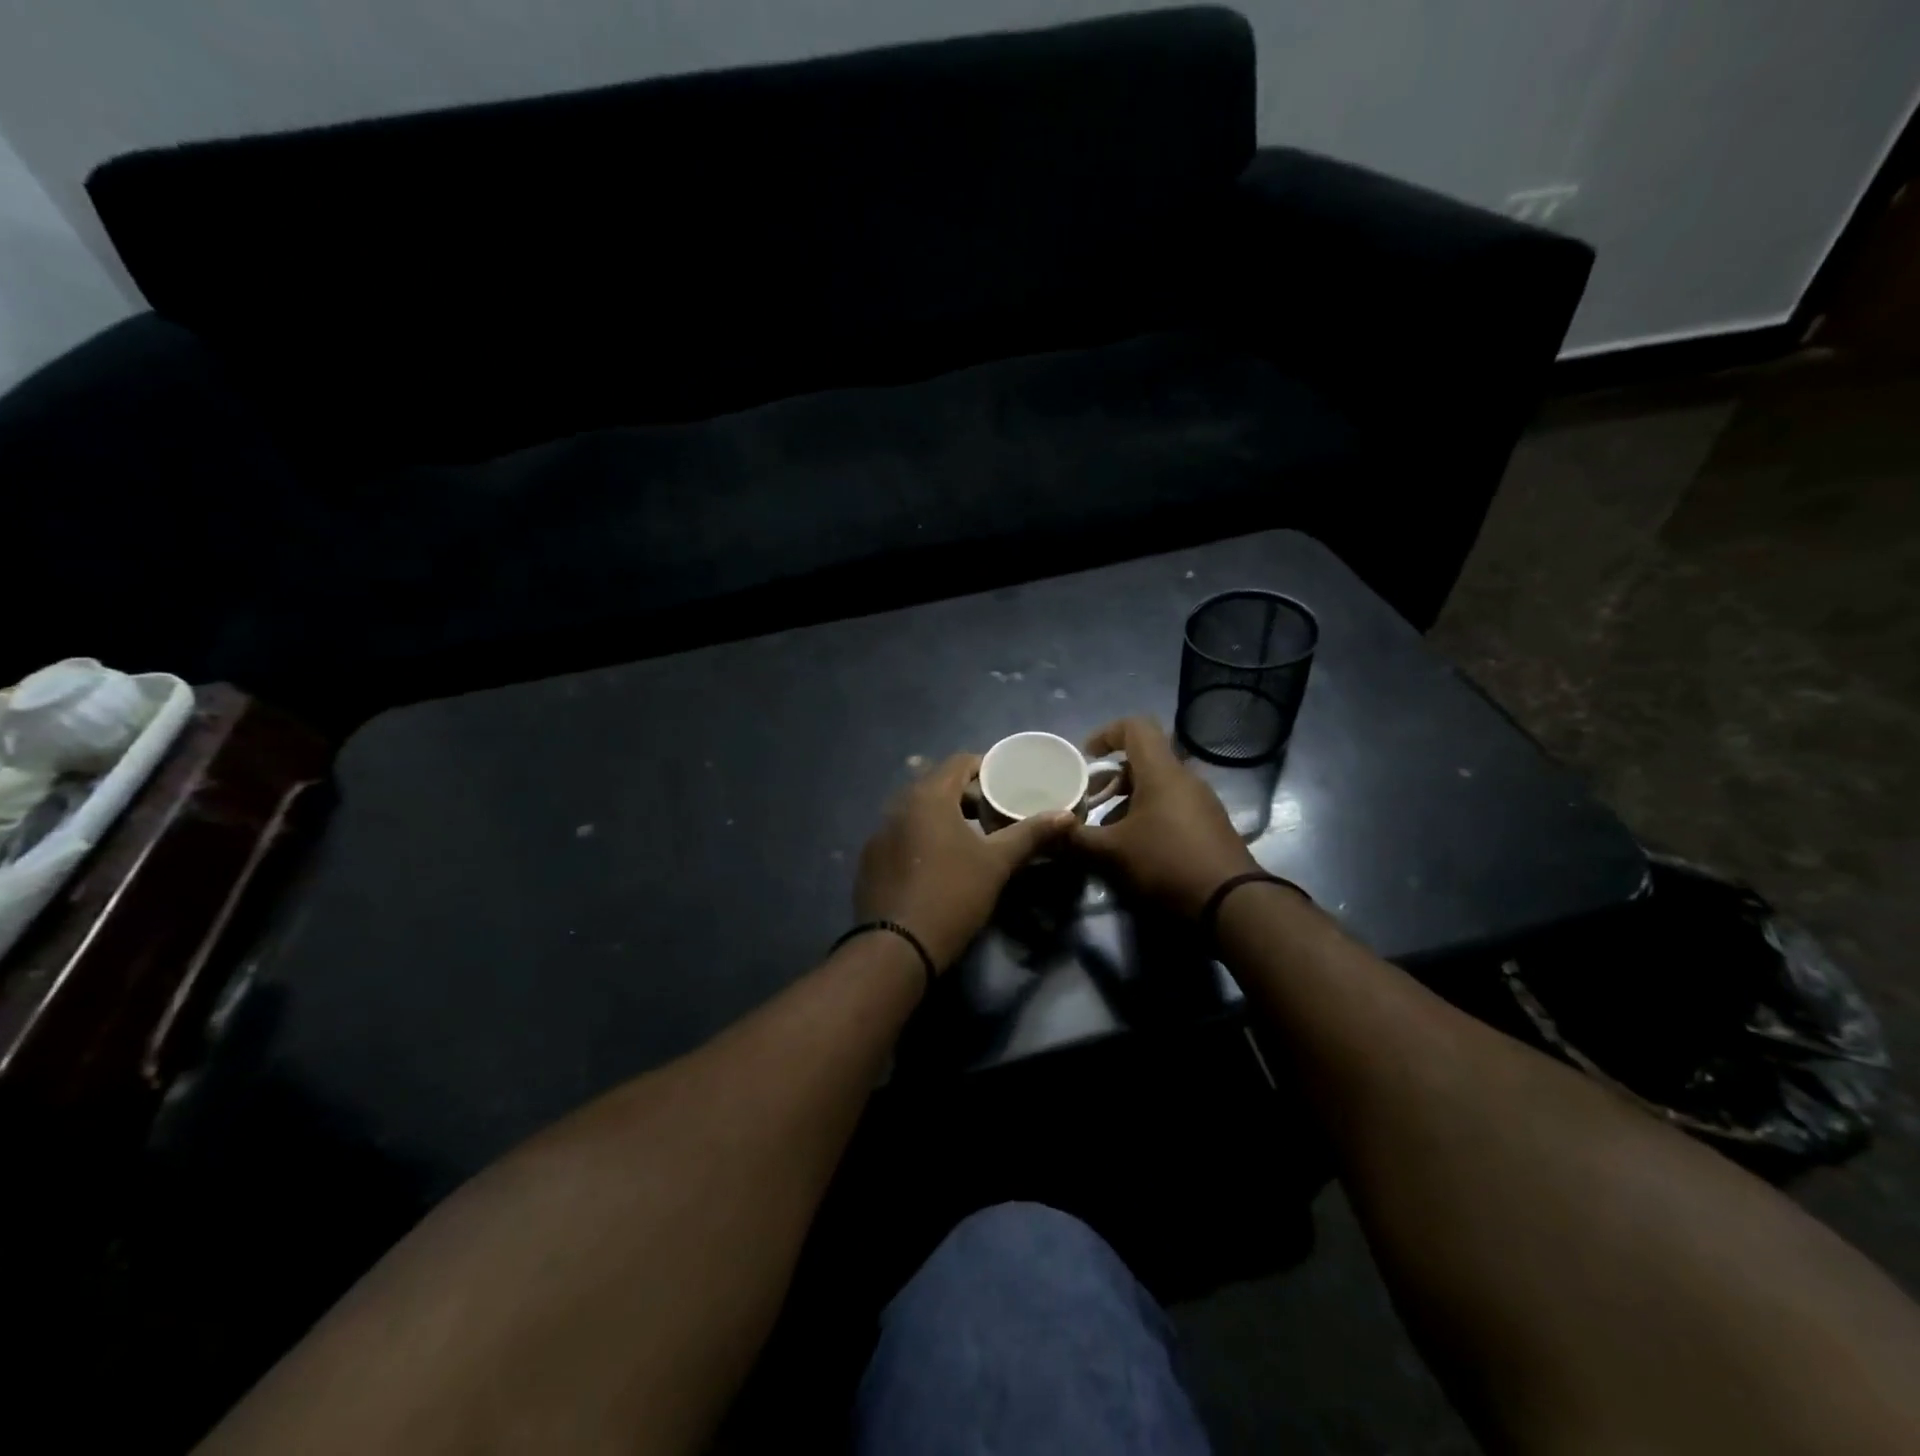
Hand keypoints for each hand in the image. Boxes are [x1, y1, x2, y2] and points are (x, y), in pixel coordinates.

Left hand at [855, 753, 1072, 971]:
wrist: (897, 946)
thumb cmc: (953, 894)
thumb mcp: (997, 863)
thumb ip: (1030, 834)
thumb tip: (1067, 816)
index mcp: (928, 796)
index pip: (959, 762)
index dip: (985, 767)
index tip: (1006, 783)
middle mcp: (897, 805)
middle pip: (936, 784)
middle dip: (966, 794)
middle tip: (993, 812)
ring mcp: (879, 833)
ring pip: (917, 811)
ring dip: (943, 816)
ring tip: (969, 836)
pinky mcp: (870, 860)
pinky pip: (901, 834)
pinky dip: (921, 837)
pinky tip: (937, 863)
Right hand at [1069, 717, 1258, 917]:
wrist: (1231, 902)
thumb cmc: (1166, 863)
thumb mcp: (1111, 853)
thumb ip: (1073, 839)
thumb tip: (1044, 832)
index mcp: (1161, 772)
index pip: (1135, 727)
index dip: (1106, 734)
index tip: (1086, 756)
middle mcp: (1184, 778)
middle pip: (1144, 759)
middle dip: (1112, 776)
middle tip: (1089, 800)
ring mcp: (1201, 801)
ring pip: (1158, 784)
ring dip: (1128, 798)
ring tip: (1106, 828)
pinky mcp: (1209, 824)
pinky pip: (1172, 804)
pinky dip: (1147, 813)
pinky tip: (1133, 846)